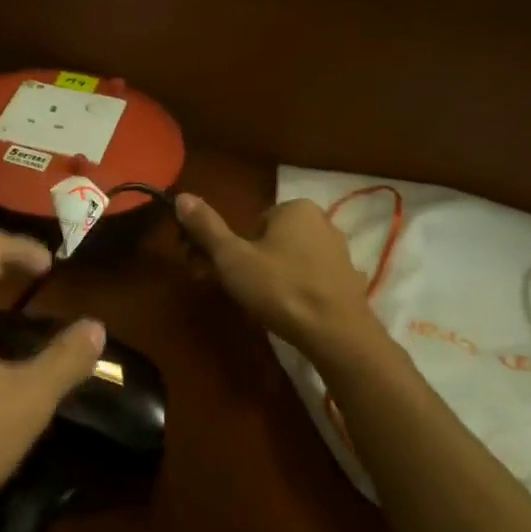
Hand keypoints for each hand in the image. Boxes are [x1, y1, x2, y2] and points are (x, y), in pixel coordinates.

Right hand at [176, 193, 384, 358]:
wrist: (336, 334)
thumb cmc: (280, 288)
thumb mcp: (232, 257)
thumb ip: (207, 227)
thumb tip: (181, 196)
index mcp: (296, 208)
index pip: (252, 222)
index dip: (232, 248)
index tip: (221, 271)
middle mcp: (323, 222)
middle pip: (271, 240)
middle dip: (250, 262)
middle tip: (236, 290)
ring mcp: (340, 253)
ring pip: (291, 259)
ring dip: (273, 276)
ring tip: (262, 305)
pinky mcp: (349, 281)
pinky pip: (312, 279)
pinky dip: (298, 290)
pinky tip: (290, 311)